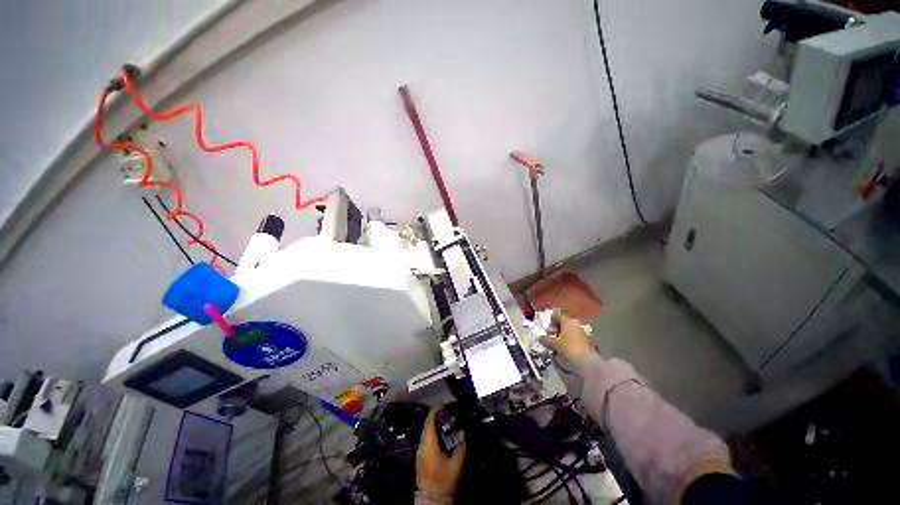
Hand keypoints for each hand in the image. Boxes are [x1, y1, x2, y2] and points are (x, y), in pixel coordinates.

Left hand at [416, 408, 465, 496]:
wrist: (432, 497)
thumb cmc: (444, 480)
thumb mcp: (456, 464)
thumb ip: (461, 446)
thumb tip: (464, 432)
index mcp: (429, 444)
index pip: (429, 420)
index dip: (436, 410)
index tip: (444, 404)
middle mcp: (421, 445)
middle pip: (427, 424)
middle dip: (437, 416)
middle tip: (448, 413)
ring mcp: (419, 451)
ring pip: (426, 432)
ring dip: (435, 425)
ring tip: (446, 423)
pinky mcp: (419, 457)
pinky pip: (425, 439)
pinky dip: (433, 433)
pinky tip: (441, 437)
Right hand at [539, 312, 595, 361]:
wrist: (586, 361)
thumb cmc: (568, 347)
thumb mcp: (553, 344)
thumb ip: (545, 340)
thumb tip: (539, 337)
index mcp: (567, 321)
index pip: (558, 316)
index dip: (551, 320)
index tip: (547, 326)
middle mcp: (575, 325)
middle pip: (564, 324)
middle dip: (557, 328)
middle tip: (550, 334)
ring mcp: (582, 333)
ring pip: (570, 331)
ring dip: (563, 335)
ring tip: (556, 343)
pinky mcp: (586, 342)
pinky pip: (574, 338)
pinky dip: (569, 341)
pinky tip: (565, 348)